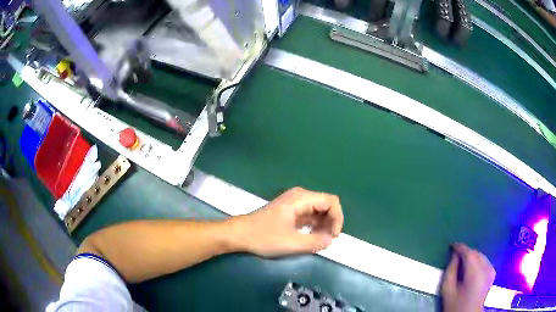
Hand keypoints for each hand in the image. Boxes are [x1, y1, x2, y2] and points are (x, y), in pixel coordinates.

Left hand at [231, 187, 343, 256]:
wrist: (240, 234)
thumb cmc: (264, 237)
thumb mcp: (291, 243)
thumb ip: (315, 242)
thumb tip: (330, 241)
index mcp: (301, 198)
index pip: (331, 201)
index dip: (337, 218)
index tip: (334, 236)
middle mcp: (300, 196)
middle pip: (326, 205)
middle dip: (331, 223)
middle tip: (326, 241)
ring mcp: (295, 203)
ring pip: (318, 211)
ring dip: (323, 225)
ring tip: (319, 241)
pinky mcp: (290, 210)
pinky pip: (309, 215)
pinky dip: (314, 226)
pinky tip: (311, 237)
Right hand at [441, 243, 495, 311]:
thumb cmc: (456, 305)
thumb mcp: (447, 290)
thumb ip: (450, 271)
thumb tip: (454, 255)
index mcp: (475, 272)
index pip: (468, 252)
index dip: (459, 247)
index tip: (451, 246)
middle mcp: (486, 267)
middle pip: (475, 253)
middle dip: (465, 252)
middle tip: (455, 256)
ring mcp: (491, 269)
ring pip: (480, 255)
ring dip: (471, 256)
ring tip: (462, 263)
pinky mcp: (493, 272)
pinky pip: (484, 260)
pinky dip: (478, 261)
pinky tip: (472, 268)